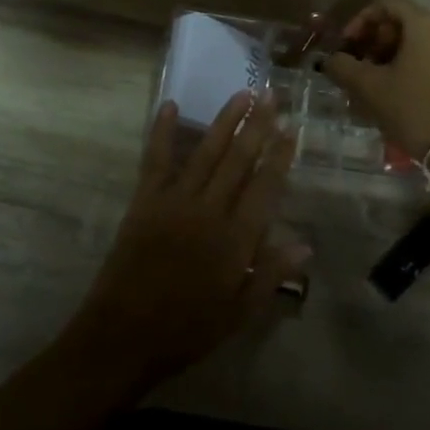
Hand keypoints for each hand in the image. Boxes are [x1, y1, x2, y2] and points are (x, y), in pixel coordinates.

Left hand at [64, 92, 307, 385]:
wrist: (123, 336)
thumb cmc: (187, 330)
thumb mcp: (238, 313)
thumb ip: (270, 274)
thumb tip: (305, 244)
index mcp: (235, 238)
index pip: (264, 186)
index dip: (279, 156)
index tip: (290, 129)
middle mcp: (209, 210)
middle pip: (238, 159)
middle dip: (257, 125)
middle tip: (270, 95)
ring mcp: (174, 200)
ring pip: (205, 151)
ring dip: (225, 120)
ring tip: (241, 94)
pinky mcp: (145, 200)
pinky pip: (156, 158)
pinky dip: (161, 130)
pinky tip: (170, 105)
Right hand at [319, 0, 429, 159]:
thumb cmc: (415, 110)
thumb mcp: (370, 88)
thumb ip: (344, 67)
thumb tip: (331, 60)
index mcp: (425, 26)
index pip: (387, 3)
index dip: (361, 19)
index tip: (347, 44)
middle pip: (404, 23)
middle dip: (375, 40)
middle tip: (359, 65)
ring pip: (419, 44)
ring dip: (392, 56)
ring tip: (376, 83)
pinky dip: (412, 68)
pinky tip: (400, 95)